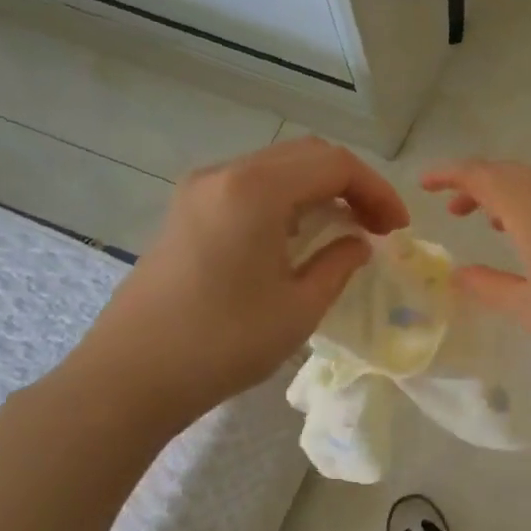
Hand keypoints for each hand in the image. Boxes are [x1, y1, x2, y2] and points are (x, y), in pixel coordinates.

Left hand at [67, 137, 408, 427]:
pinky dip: (288, 201)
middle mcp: (225, 174)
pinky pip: (250, 188)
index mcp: (255, 190)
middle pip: (306, 156)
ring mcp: (199, 191)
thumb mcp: (299, 308)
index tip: (398, 230)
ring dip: (320, 190)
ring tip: (347, 230)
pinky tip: (300, 236)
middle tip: (379, 227)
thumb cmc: (223, 343)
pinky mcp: (186, 212)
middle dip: (352, 185)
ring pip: (277, 169)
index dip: (376, 191)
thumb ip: (338, 265)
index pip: (334, 165)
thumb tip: (358, 243)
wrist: (131, 375)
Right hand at [420, 159, 530, 370]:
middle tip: (450, 206)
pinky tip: (528, 236)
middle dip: (474, 183)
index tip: (423, 183)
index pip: (480, 175)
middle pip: (506, 172)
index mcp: (529, 207)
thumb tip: (457, 273)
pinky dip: (528, 206)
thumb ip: (487, 286)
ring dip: (502, 195)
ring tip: (483, 220)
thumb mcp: (526, 306)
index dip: (448, 174)